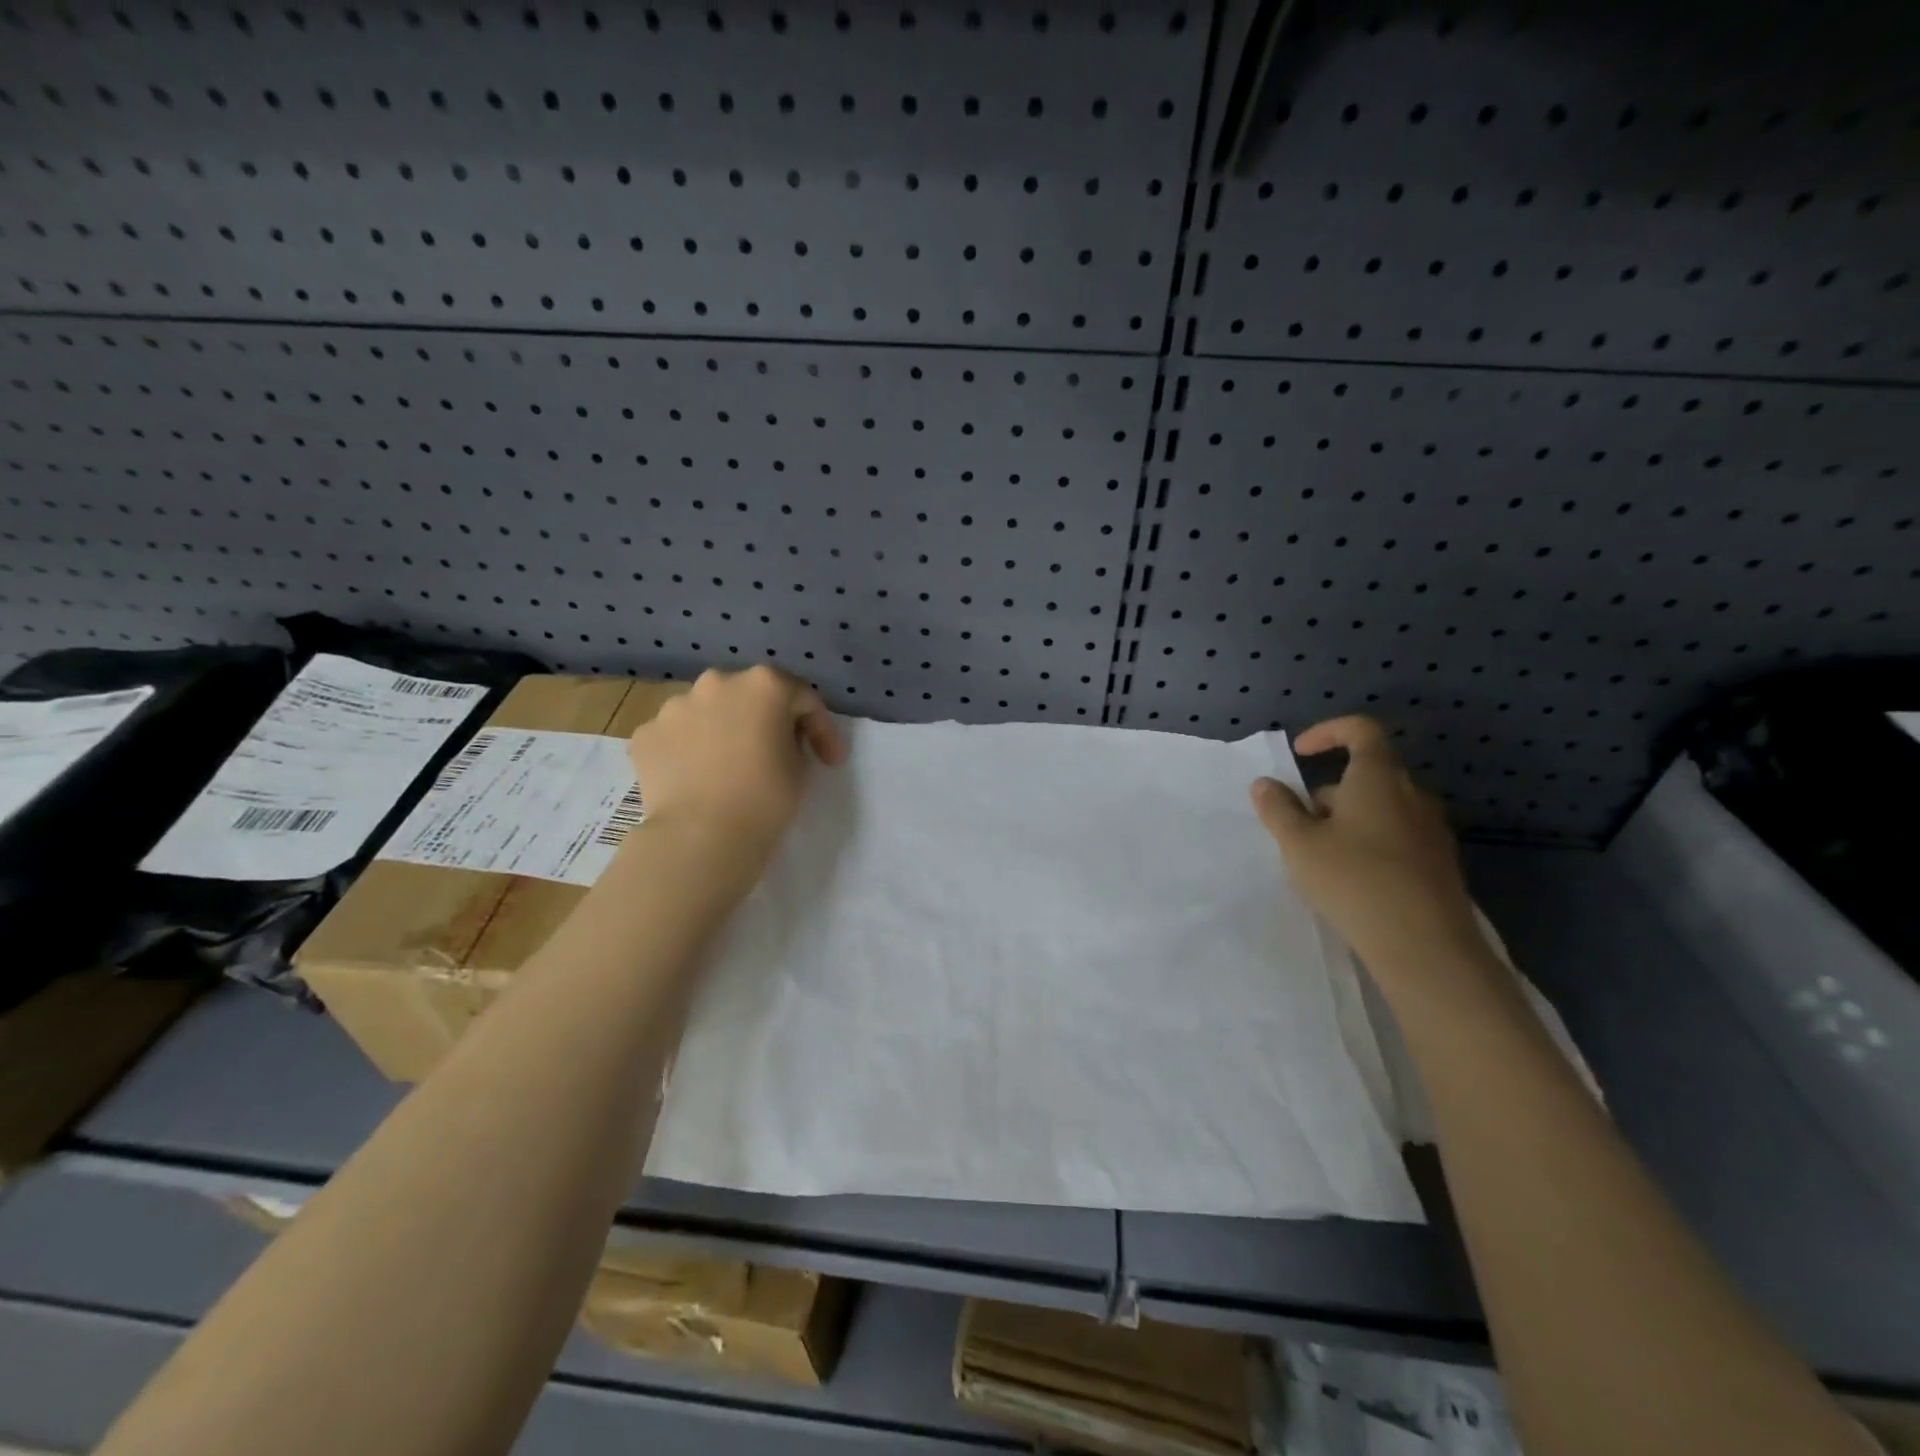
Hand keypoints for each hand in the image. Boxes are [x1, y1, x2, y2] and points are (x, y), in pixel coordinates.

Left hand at [628, 666, 845, 878]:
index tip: (829, 761)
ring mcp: (675, 706)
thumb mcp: (802, 767)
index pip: (803, 698)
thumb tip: (774, 740)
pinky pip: (677, 737)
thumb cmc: (765, 798)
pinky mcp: (646, 734)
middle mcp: (717, 683)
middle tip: (775, 754)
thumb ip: (793, 740)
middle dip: (765, 720)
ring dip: (722, 732)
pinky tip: (697, 780)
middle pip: (749, 696)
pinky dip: (688, 751)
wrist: (701, 837)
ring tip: (728, 769)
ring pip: (708, 713)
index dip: (821, 729)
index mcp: (764, 684)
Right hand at [1249, 716, 1487, 988]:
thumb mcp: (1298, 843)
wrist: (1425, 945)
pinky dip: (1370, 844)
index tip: (1300, 753)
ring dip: (1347, 822)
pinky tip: (1353, 882)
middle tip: (1299, 829)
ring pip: (1381, 809)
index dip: (1328, 732)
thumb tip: (1265, 784)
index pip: (1360, 730)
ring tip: (1321, 861)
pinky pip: (1397, 837)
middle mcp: (1412, 794)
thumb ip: (1278, 809)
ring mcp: (1432, 830)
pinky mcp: (1440, 863)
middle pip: (1366, 775)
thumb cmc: (1354, 880)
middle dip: (1328, 794)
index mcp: (1378, 777)